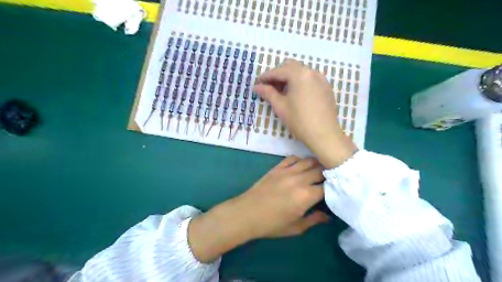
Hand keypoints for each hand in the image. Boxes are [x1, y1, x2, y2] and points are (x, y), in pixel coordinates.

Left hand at [189, 157, 330, 261]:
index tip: (334, 191)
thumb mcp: (296, 227)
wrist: (247, 213)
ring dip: (316, 165)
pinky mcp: (277, 168)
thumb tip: (328, 216)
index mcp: (306, 196)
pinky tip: (301, 166)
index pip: (328, 187)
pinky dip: (300, 160)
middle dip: (328, 174)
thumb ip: (314, 220)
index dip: (333, 189)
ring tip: (318, 171)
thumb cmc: (272, 224)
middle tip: (329, 180)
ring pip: (309, 161)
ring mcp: (287, 171)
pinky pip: (293, 158)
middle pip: (321, 170)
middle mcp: (299, 180)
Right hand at [256, 59, 356, 166]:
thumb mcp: (281, 106)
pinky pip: (310, 79)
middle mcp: (311, 72)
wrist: (324, 134)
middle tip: (270, 88)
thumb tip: (257, 87)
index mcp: (299, 74)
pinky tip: (297, 95)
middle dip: (278, 75)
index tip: (257, 84)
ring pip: (301, 72)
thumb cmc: (299, 120)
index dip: (265, 77)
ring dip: (289, 78)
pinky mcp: (326, 88)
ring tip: (282, 92)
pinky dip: (300, 82)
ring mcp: (321, 79)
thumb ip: (268, 93)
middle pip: (290, 67)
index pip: (278, 71)